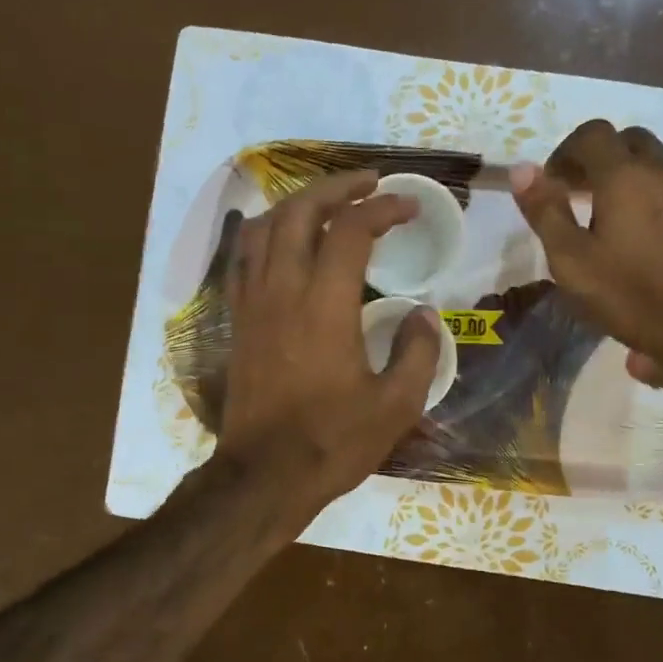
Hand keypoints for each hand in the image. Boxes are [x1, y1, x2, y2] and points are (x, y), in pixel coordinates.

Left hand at [213, 170, 441, 517]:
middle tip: (370, 184)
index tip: (409, 207)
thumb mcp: (396, 405)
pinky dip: (268, 234)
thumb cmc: (332, 442)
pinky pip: (245, 258)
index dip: (383, 208)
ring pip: (265, 227)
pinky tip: (286, 242)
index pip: (351, 230)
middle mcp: (283, 291)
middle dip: (337, 187)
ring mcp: (253, 303)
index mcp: (325, 306)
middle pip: (300, 211)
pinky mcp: (238, 321)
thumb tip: (424, 314)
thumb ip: (417, 351)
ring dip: (298, 204)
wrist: (264, 476)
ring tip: (329, 204)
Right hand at [511, 120, 662, 397]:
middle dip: (600, 159)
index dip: (566, 152)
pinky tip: (649, 239)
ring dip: (631, 178)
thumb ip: (545, 212)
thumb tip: (521, 169)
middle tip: (580, 195)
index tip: (554, 183)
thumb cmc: (635, 297)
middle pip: (629, 142)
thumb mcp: (573, 262)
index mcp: (625, 176)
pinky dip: (657, 198)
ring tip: (613, 220)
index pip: (591, 134)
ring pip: (658, 164)